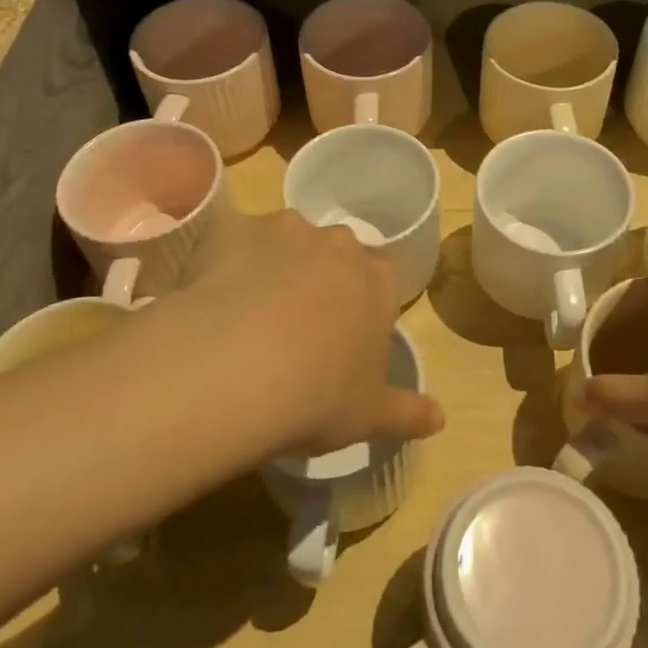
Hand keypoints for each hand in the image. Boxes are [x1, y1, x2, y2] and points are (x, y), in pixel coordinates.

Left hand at [174, 210, 444, 456]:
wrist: (234, 373)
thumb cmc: (317, 396)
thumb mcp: (370, 415)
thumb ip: (407, 412)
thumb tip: (439, 418)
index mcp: (377, 279)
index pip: (381, 275)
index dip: (362, 301)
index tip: (344, 333)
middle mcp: (335, 242)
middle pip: (333, 252)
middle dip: (319, 277)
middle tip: (295, 325)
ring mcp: (282, 229)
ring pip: (282, 241)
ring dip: (272, 265)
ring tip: (246, 315)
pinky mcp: (231, 228)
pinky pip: (229, 237)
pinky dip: (222, 259)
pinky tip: (208, 296)